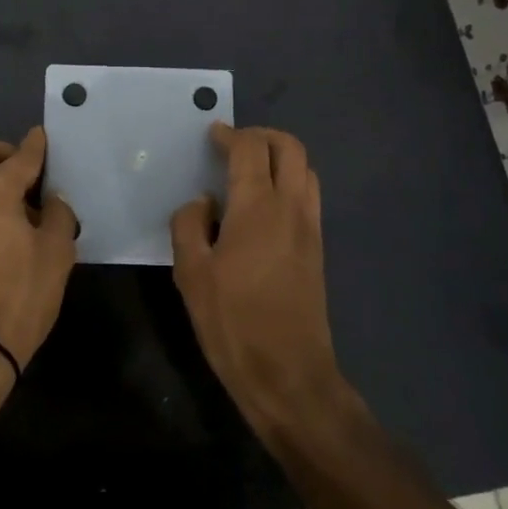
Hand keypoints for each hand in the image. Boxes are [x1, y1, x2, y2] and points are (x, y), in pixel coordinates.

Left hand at [0, 127, 77, 376]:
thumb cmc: (20, 295)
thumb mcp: (56, 253)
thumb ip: (57, 216)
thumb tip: (50, 201)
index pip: (19, 158)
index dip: (35, 145)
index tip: (43, 137)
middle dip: (1, 152)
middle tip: (27, 172)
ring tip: (22, 209)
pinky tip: (5, 233)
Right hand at [171, 123, 345, 439]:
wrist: (289, 374)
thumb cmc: (233, 322)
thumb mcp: (191, 273)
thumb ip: (189, 225)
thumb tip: (204, 203)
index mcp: (257, 207)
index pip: (250, 148)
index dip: (230, 134)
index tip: (212, 135)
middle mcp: (291, 207)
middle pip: (289, 147)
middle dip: (262, 135)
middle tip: (234, 144)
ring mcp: (310, 227)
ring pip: (305, 169)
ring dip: (280, 157)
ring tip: (250, 171)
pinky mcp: (318, 248)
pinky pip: (309, 195)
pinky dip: (290, 181)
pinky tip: (263, 205)